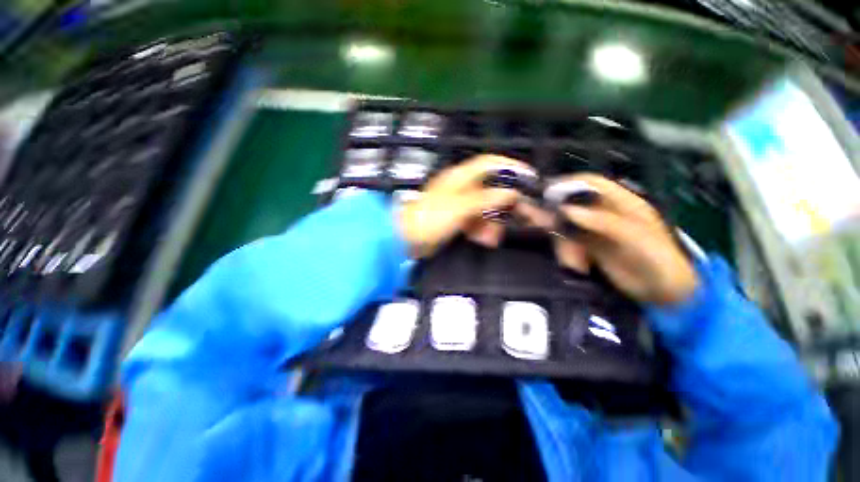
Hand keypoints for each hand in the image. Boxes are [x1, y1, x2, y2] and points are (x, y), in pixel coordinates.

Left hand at [398, 155, 524, 257]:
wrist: (406, 239)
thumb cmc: (431, 218)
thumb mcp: (460, 206)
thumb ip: (486, 198)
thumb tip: (512, 192)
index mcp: (460, 176)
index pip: (490, 163)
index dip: (510, 166)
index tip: (529, 177)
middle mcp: (460, 187)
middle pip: (490, 188)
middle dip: (503, 202)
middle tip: (518, 215)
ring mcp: (458, 204)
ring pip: (484, 208)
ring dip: (492, 221)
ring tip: (495, 237)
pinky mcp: (455, 220)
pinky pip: (475, 221)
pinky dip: (481, 230)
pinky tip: (486, 240)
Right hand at [520, 174, 697, 305]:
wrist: (664, 293)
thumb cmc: (658, 260)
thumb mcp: (636, 237)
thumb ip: (603, 222)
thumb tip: (567, 210)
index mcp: (621, 202)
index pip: (592, 184)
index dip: (569, 183)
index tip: (546, 190)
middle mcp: (604, 213)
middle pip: (572, 204)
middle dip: (553, 209)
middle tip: (530, 213)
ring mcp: (594, 231)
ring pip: (566, 225)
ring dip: (560, 236)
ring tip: (565, 253)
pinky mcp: (587, 248)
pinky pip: (568, 242)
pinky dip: (563, 248)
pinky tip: (572, 261)